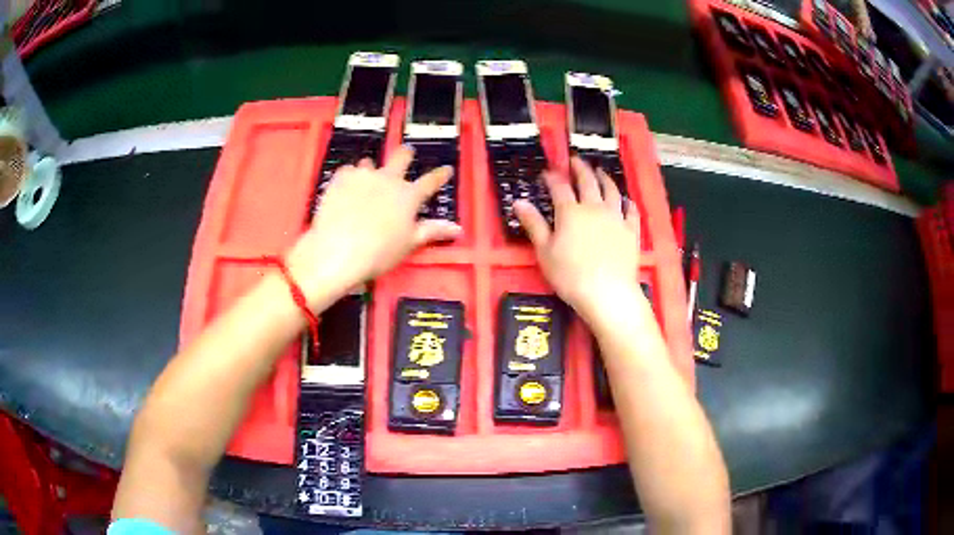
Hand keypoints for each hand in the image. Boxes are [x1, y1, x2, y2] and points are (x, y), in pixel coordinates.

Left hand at [287, 146, 460, 304]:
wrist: (338, 250)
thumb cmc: (379, 252)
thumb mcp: (409, 244)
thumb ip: (432, 231)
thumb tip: (457, 228)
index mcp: (408, 196)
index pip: (430, 181)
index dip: (440, 175)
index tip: (446, 169)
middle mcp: (388, 179)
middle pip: (401, 158)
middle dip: (406, 154)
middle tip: (407, 153)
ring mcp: (363, 176)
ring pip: (370, 164)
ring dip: (371, 169)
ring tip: (367, 176)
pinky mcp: (340, 179)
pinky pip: (348, 171)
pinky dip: (350, 177)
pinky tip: (345, 186)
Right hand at [515, 157, 641, 322]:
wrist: (607, 292)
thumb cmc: (570, 275)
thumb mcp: (544, 251)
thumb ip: (534, 224)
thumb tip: (519, 202)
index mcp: (570, 212)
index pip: (559, 188)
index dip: (552, 178)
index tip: (547, 172)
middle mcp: (594, 208)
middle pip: (587, 182)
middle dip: (580, 169)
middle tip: (575, 160)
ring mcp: (615, 218)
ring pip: (611, 191)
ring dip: (604, 178)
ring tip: (600, 172)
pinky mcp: (631, 230)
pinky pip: (630, 210)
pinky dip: (627, 201)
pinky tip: (625, 199)